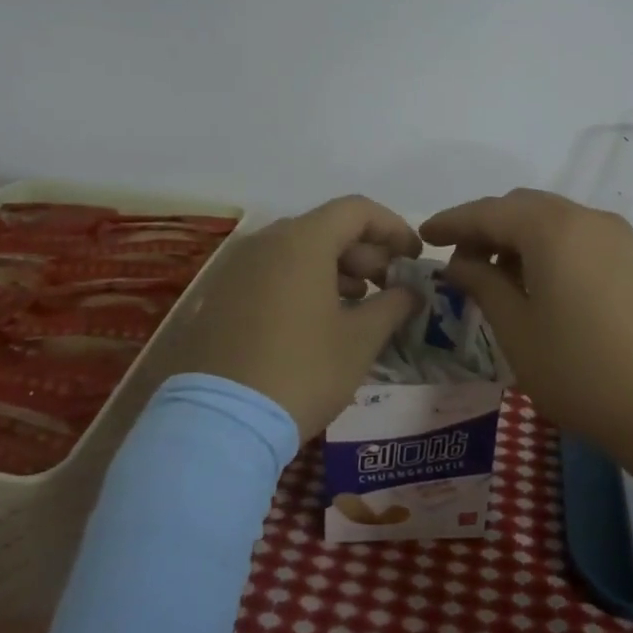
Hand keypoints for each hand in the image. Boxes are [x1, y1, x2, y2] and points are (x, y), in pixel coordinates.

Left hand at [163, 195, 422, 438]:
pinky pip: (270, 272)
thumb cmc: (302, 372)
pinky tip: (317, 318)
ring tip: (357, 302)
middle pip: (325, 227)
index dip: (392, 228)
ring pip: (295, 250)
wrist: (220, 421)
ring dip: (334, 267)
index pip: (356, 210)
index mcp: (301, 241)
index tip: (413, 257)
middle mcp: (264, 242)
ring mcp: (235, 267)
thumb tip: (412, 292)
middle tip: (388, 284)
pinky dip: (301, 281)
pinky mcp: (219, 295)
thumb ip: (393, 306)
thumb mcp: (359, 341)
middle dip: (364, 251)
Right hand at [421, 188, 632, 470]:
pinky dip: (546, 250)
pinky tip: (535, 285)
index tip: (423, 236)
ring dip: (516, 239)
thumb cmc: (582, 370)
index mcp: (552, 228)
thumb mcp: (517, 329)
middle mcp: (587, 218)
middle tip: (458, 263)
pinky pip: (577, 239)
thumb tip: (460, 263)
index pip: (488, 212)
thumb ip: (482, 284)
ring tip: (493, 279)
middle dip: (485, 228)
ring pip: (551, 221)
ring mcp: (617, 238)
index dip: (452, 222)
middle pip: (522, 208)